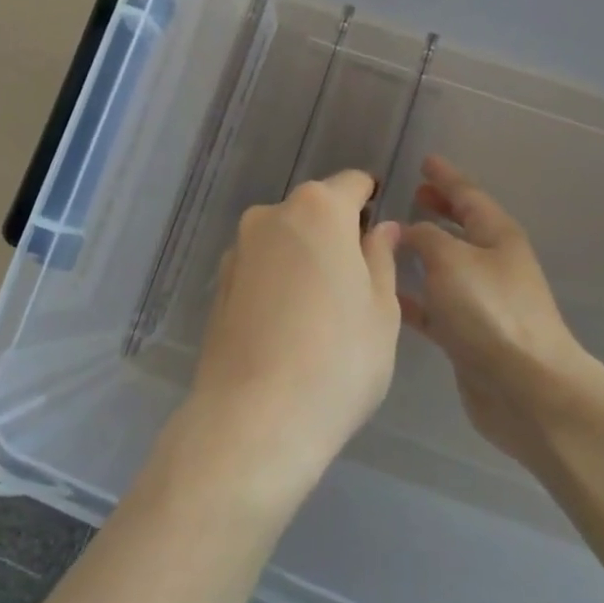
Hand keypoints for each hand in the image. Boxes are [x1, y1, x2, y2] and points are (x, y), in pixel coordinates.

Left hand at [181, 170, 402, 504]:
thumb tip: (382, 229)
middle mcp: (272, 214)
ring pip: (286, 238)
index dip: (373, 203)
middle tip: (359, 286)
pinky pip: (262, 266)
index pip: (353, 184)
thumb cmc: (338, 358)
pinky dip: (279, 281)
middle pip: (316, 209)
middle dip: (338, 233)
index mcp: (318, 208)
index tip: (383, 237)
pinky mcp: (220, 283)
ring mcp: (239, 248)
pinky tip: (288, 327)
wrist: (254, 418)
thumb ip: (381, 257)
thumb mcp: (382, 309)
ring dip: (306, 257)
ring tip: (322, 314)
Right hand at [401, 156, 597, 468]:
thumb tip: (409, 231)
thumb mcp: (450, 258)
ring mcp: (483, 301)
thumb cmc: (489, 311)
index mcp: (497, 236)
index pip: (468, 194)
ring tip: (390, 240)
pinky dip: (415, 296)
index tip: (425, 160)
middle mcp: (493, 263)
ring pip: (446, 266)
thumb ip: (424, 236)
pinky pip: (436, 305)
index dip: (446, 177)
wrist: (526, 389)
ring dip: (422, 252)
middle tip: (413, 194)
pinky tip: (388, 295)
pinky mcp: (470, 336)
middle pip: (462, 227)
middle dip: (439, 209)